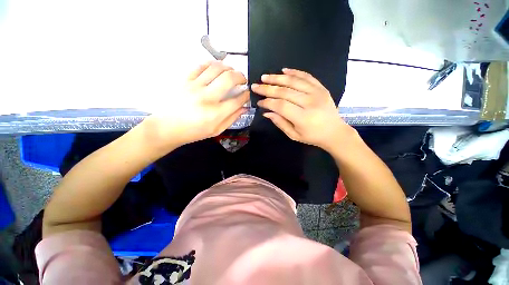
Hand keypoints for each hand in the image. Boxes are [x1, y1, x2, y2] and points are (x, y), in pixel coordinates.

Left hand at [141, 61, 248, 149]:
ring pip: (216, 68)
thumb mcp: (216, 130)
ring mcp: (194, 86)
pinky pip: (200, 66)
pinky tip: (217, 68)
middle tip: (243, 80)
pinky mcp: (185, 80)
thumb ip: (232, 119)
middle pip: (229, 78)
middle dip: (241, 76)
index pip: (237, 100)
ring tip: (232, 72)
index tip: (248, 93)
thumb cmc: (194, 132)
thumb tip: (244, 108)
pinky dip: (212, 64)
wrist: (167, 127)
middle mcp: (207, 97)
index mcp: (215, 113)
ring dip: (228, 67)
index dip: (246, 95)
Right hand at [252, 68, 353, 151]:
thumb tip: (266, 112)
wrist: (334, 131)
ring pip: (294, 81)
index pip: (281, 106)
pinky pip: (306, 76)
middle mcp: (310, 102)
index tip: (259, 102)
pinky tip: (283, 70)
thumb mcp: (294, 135)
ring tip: (265, 77)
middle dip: (268, 88)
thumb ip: (280, 123)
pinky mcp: (321, 87)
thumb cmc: (312, 136)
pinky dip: (294, 72)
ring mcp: (317, 93)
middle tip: (256, 86)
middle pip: (285, 92)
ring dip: (277, 78)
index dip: (268, 102)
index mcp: (303, 118)